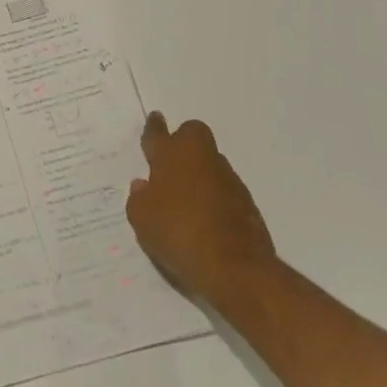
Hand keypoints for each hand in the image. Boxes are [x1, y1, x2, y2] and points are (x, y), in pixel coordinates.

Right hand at [126, 112, 278, 309]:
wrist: (235, 267)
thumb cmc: (178, 233)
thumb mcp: (142, 220)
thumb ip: (138, 199)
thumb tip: (143, 186)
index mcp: (170, 155)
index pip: (158, 133)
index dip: (154, 127)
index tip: (155, 118)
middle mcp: (200, 158)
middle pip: (193, 133)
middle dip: (184, 139)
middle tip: (173, 160)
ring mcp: (227, 179)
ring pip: (211, 162)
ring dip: (201, 172)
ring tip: (189, 199)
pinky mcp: (247, 203)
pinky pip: (226, 189)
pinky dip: (217, 198)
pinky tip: (209, 219)